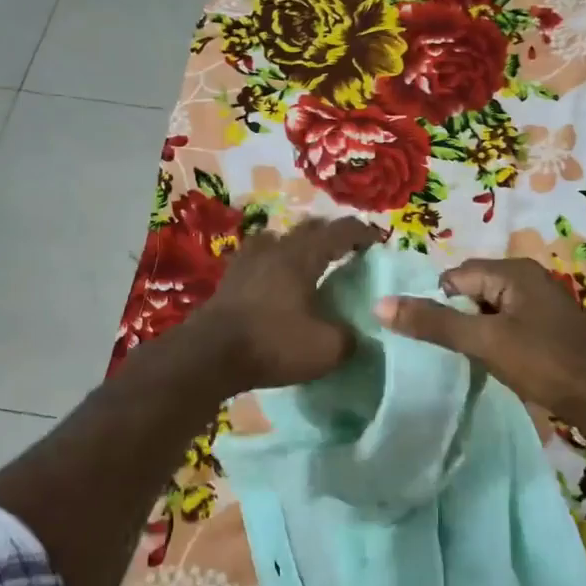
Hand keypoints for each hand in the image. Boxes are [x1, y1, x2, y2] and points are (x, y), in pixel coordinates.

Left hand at [184, 215, 380, 393]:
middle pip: (306, 229)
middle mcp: (274, 250)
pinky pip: (255, 260)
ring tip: (304, 261)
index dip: (361, 233)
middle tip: (344, 249)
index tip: (376, 240)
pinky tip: (272, 282)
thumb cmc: (273, 344)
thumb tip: (357, 334)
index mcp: (302, 257)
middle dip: (328, 234)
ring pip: (275, 239)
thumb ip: (349, 337)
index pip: (339, 232)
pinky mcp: (227, 282)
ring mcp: (246, 263)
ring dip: (294, 244)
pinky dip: (270, 263)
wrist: (209, 357)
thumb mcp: (327, 349)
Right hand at [374, 257, 585, 429]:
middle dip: (457, 319)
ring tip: (471, 361)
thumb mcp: (485, 341)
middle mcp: (526, 278)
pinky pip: (506, 325)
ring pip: (488, 311)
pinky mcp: (547, 327)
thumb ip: (434, 322)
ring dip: (475, 333)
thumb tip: (381, 304)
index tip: (436, 340)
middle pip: (471, 291)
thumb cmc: (546, 363)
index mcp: (512, 271)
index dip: (440, 306)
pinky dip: (495, 342)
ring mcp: (539, 303)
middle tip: (453, 352)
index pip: (454, 277)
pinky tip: (495, 365)